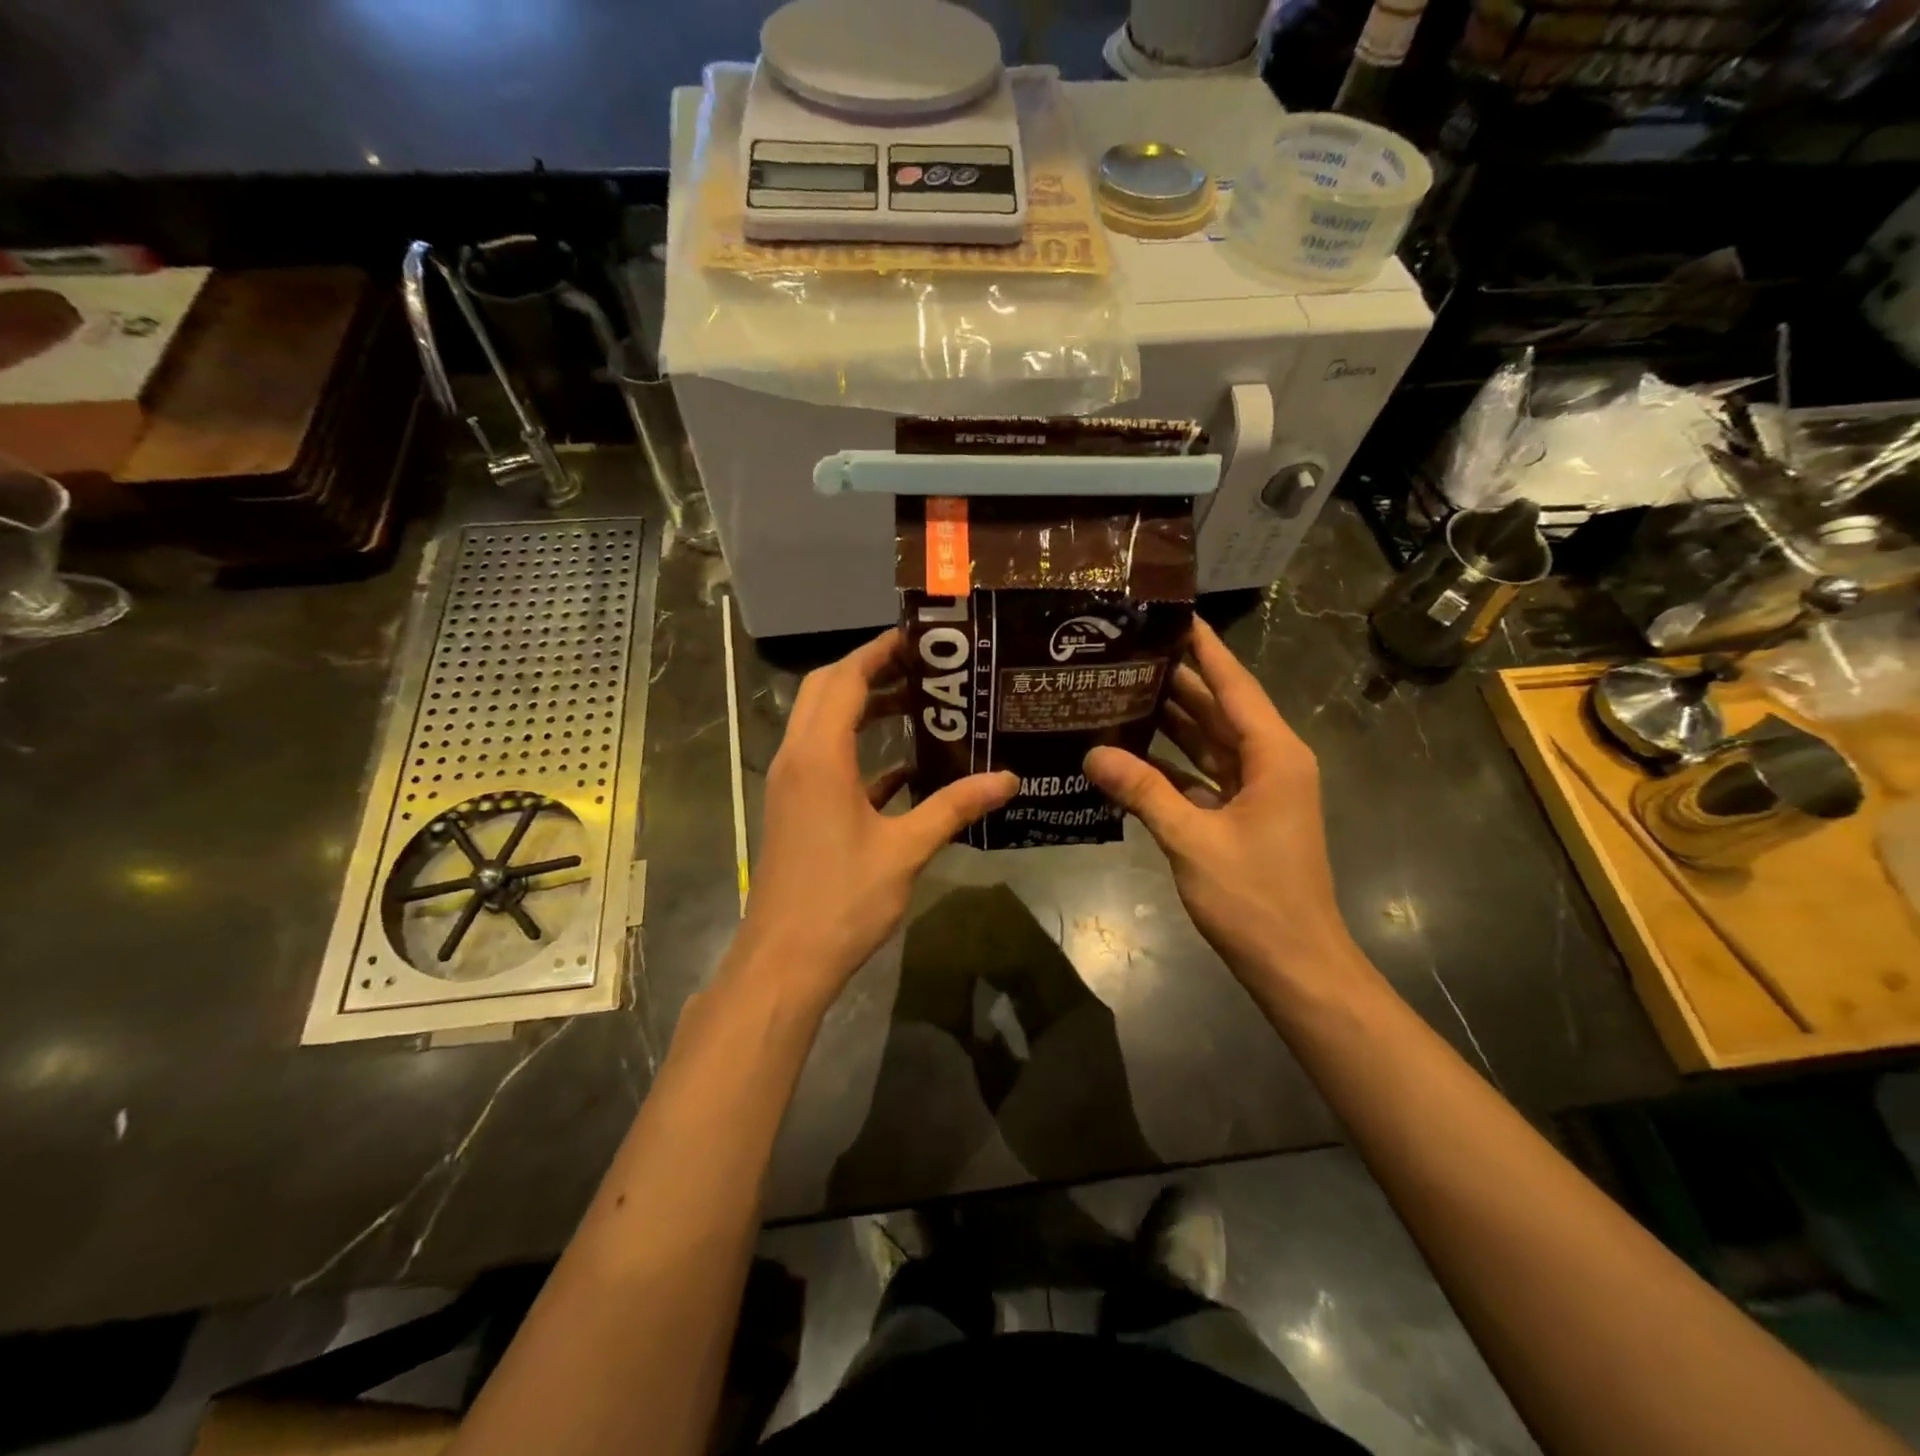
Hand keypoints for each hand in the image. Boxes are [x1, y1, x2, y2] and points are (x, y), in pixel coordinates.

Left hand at [734, 629, 1017, 1011]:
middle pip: (825, 691)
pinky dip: (858, 752)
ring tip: (917, 706)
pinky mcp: (796, 809)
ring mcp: (792, 785)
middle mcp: (797, 759)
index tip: (918, 639)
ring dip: (861, 709)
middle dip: (869, 672)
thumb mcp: (905, 851)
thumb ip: (954, 808)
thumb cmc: (842, 900)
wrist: (785, 960)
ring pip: (821, 724)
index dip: (878, 652)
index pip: (844, 679)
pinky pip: (825, 761)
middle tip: (922, 668)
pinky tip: (904, 769)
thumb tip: (1008, 779)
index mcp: (819, 757)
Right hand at [1084, 618, 1363, 995]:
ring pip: (1209, 740)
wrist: (1295, 963)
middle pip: (1219, 707)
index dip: (1204, 648)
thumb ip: (1143, 791)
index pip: (1235, 684)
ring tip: (1120, 688)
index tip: (1171, 614)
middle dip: (1177, 679)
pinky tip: (1131, 750)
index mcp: (1273, 754)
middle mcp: (1269, 761)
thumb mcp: (1193, 840)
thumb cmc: (1254, 898)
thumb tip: (1091, 753)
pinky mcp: (1241, 814)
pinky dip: (1171, 762)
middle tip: (1125, 651)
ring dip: (1171, 719)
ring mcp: (1257, 789)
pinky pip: (1202, 773)